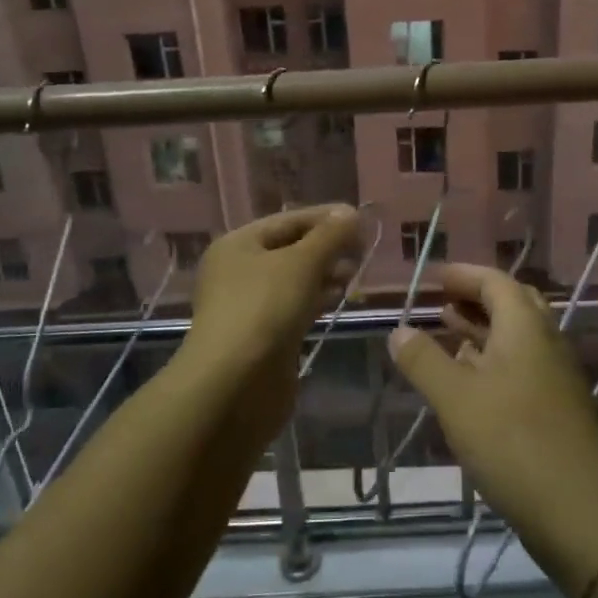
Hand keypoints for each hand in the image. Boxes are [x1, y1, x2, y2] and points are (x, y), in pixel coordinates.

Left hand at [186, 204, 361, 380]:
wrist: (234, 384)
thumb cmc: (264, 310)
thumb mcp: (302, 263)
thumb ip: (330, 236)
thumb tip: (350, 214)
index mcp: (238, 244)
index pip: (288, 220)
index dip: (326, 218)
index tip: (362, 220)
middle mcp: (238, 270)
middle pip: (290, 248)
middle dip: (327, 247)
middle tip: (363, 250)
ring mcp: (249, 305)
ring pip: (294, 279)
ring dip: (325, 273)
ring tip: (356, 274)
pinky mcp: (263, 334)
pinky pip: (294, 305)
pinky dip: (317, 298)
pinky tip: (339, 298)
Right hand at [387, 265, 597, 590]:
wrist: (580, 509)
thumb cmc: (512, 440)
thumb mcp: (455, 398)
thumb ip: (424, 361)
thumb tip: (398, 330)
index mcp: (525, 327)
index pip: (496, 282)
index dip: (465, 275)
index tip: (435, 278)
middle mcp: (546, 343)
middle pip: (512, 305)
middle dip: (476, 299)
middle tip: (442, 302)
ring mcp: (555, 377)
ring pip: (517, 339)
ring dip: (483, 331)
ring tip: (447, 333)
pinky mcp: (556, 409)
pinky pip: (522, 368)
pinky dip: (493, 362)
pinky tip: (470, 382)